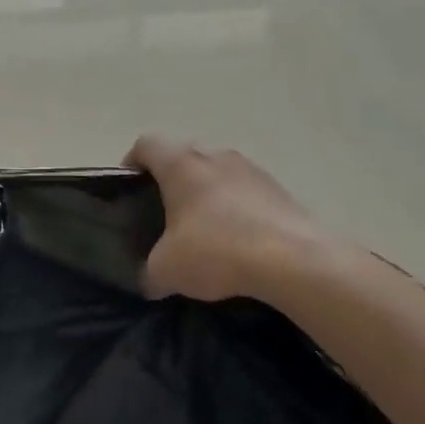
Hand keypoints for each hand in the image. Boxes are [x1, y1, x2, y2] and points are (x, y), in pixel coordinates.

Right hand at [125, 137, 326, 302]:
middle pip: (183, 156)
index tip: (131, 189)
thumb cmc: (217, 251)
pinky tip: (240, 243)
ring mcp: (250, 168)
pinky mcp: (279, 188)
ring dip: (208, 194)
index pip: (146, 144)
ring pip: (217, 173)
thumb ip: (149, 271)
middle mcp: (214, 155)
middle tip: (166, 215)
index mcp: (180, 164)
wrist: (293, 260)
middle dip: (172, 181)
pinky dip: (238, 210)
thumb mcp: (167, 271)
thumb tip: (149, 279)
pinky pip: (246, 192)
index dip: (133, 162)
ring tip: (206, 232)